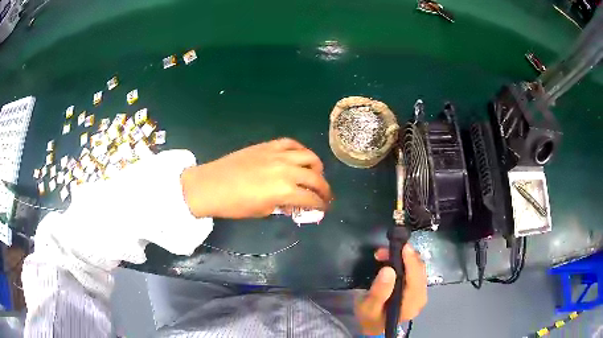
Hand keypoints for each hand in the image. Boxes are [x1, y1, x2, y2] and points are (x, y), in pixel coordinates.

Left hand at [180, 138, 332, 218]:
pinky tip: (300, 158)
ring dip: (317, 168)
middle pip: (316, 178)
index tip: (323, 209)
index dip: (320, 206)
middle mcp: (286, 170)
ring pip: (309, 157)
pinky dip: (300, 151)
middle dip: (324, 190)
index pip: (311, 198)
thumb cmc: (235, 204)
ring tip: (315, 175)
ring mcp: (278, 154)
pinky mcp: (268, 145)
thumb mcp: (262, 211)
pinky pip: (291, 144)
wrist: (211, 185)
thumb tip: (295, 204)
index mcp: (284, 191)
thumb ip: (283, 206)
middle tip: (324, 196)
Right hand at [355, 245, 426, 335]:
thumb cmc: (370, 317)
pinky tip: (392, 262)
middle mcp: (421, 297)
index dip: (410, 260)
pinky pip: (415, 272)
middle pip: (419, 270)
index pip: (415, 277)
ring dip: (403, 258)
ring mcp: (421, 293)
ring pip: (418, 269)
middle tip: (383, 251)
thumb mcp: (368, 307)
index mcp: (411, 303)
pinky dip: (405, 263)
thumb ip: (379, 291)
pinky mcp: (417, 290)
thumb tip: (389, 270)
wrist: (374, 326)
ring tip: (384, 255)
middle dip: (404, 256)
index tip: (402, 246)